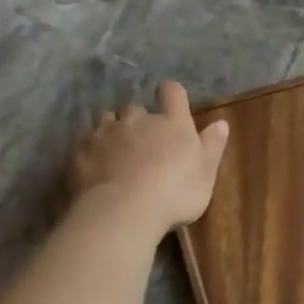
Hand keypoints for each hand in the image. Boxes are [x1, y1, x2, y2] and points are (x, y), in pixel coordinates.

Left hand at [67, 81, 229, 236]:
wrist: (124, 210)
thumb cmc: (176, 192)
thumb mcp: (206, 173)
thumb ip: (212, 145)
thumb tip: (221, 122)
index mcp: (172, 122)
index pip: (172, 92)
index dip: (172, 94)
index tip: (172, 102)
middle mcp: (138, 119)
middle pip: (136, 106)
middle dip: (139, 118)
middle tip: (144, 139)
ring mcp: (107, 132)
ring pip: (107, 118)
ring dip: (113, 127)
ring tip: (117, 147)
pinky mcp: (82, 150)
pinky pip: (85, 138)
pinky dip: (91, 144)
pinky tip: (95, 159)